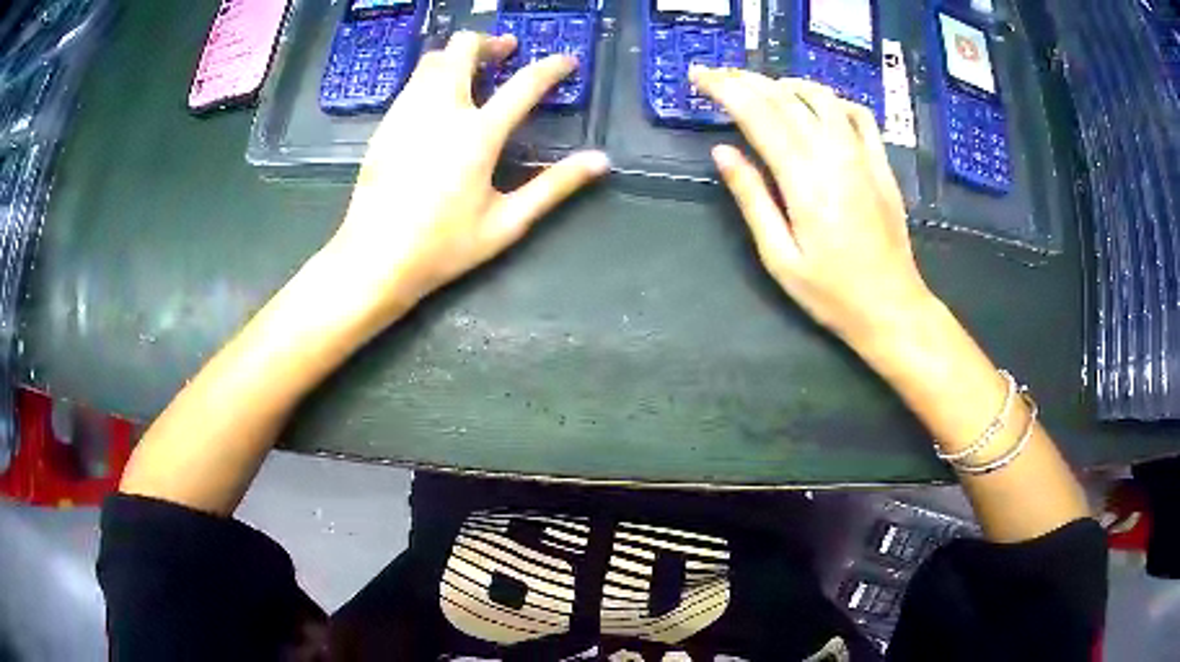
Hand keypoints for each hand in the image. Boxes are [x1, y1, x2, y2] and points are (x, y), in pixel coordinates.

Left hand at [325, 32, 609, 320]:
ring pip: (433, 58)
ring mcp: (408, 112)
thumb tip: (599, 161)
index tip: (567, 60)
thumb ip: (554, 186)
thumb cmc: (442, 246)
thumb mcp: (507, 222)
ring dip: (459, 55)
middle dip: (491, 42)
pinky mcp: (386, 123)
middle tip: (506, 52)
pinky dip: (433, 75)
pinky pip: (413, 82)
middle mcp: (442, 109)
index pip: (524, 84)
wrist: (373, 258)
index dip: (552, 67)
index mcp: (478, 134)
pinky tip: (439, 98)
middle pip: (465, 48)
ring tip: (474, 69)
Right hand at [691, 66, 933, 348]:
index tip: (698, 75)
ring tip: (762, 88)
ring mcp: (862, 156)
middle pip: (785, 99)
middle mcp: (833, 155)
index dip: (725, 89)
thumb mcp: (779, 257)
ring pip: (822, 98)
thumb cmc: (832, 292)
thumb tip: (723, 152)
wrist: (891, 307)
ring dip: (787, 84)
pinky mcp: (881, 164)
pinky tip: (819, 105)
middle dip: (746, 80)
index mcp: (803, 179)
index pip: (757, 115)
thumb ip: (752, 198)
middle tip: (719, 74)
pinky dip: (833, 100)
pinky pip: (859, 115)